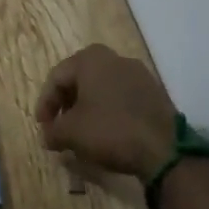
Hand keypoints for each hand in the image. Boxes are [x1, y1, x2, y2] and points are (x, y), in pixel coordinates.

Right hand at [35, 44, 177, 178]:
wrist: (166, 150)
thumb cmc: (110, 131)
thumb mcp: (72, 133)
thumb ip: (52, 131)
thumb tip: (46, 136)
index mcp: (89, 58)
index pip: (56, 79)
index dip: (45, 105)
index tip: (43, 128)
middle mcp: (113, 57)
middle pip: (79, 80)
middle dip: (67, 105)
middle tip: (60, 127)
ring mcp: (138, 73)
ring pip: (102, 88)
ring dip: (88, 108)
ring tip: (83, 132)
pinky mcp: (155, 92)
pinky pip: (122, 97)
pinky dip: (110, 111)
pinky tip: (108, 132)